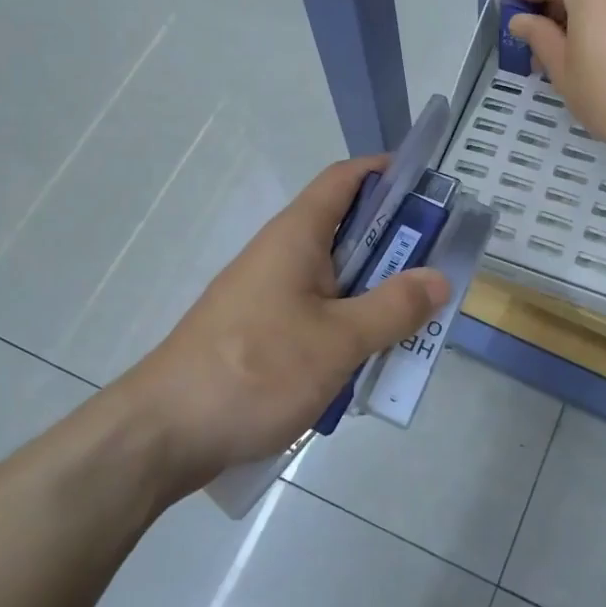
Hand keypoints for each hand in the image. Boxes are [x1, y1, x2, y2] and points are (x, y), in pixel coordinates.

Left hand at [119, 156, 449, 494]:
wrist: (164, 433)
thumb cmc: (254, 371)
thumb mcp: (337, 341)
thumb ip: (393, 308)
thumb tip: (438, 278)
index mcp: (297, 236)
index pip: (345, 179)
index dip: (387, 173)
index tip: (432, 190)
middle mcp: (282, 256)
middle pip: (348, 232)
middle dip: (397, 247)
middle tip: (441, 272)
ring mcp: (269, 296)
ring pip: (337, 281)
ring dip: (376, 296)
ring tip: (416, 325)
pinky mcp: (262, 333)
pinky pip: (318, 316)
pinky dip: (349, 329)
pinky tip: (368, 364)